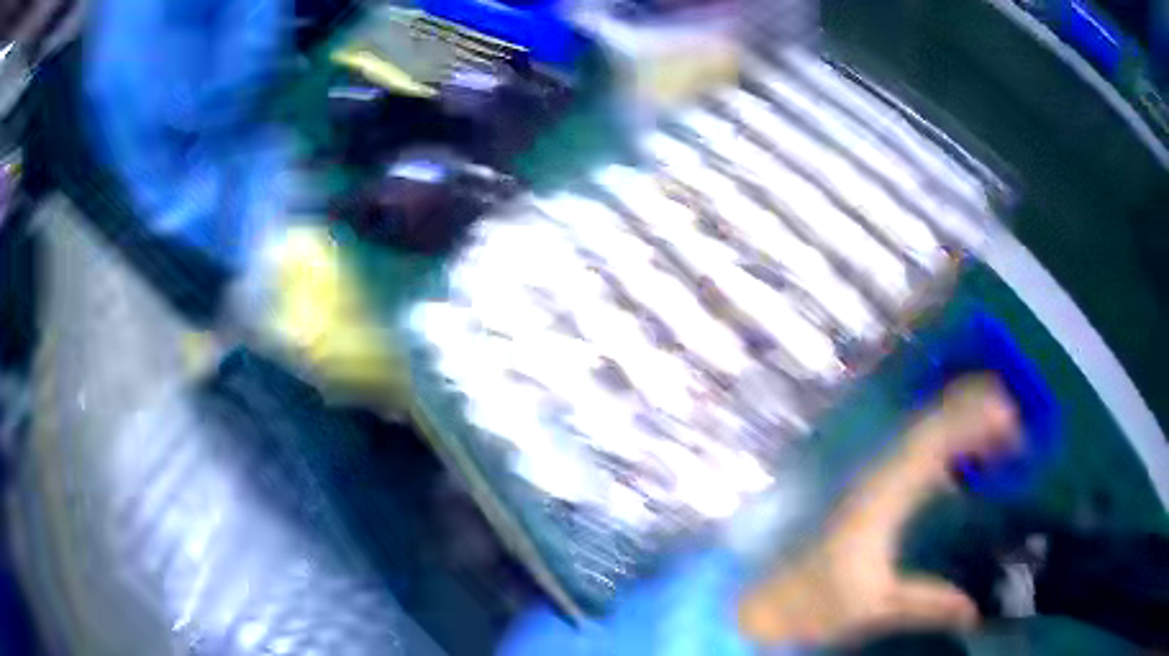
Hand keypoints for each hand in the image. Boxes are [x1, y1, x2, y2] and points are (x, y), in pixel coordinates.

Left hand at [738, 374, 1019, 645]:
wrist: (772, 605)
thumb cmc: (817, 603)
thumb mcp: (875, 607)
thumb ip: (926, 604)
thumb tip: (974, 610)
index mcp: (882, 497)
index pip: (931, 441)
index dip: (970, 421)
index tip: (1008, 416)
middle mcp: (878, 478)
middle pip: (929, 427)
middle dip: (972, 412)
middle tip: (1013, 415)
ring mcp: (874, 483)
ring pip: (923, 436)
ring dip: (961, 424)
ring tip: (1000, 428)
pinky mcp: (874, 495)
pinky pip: (917, 456)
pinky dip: (947, 447)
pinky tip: (965, 460)